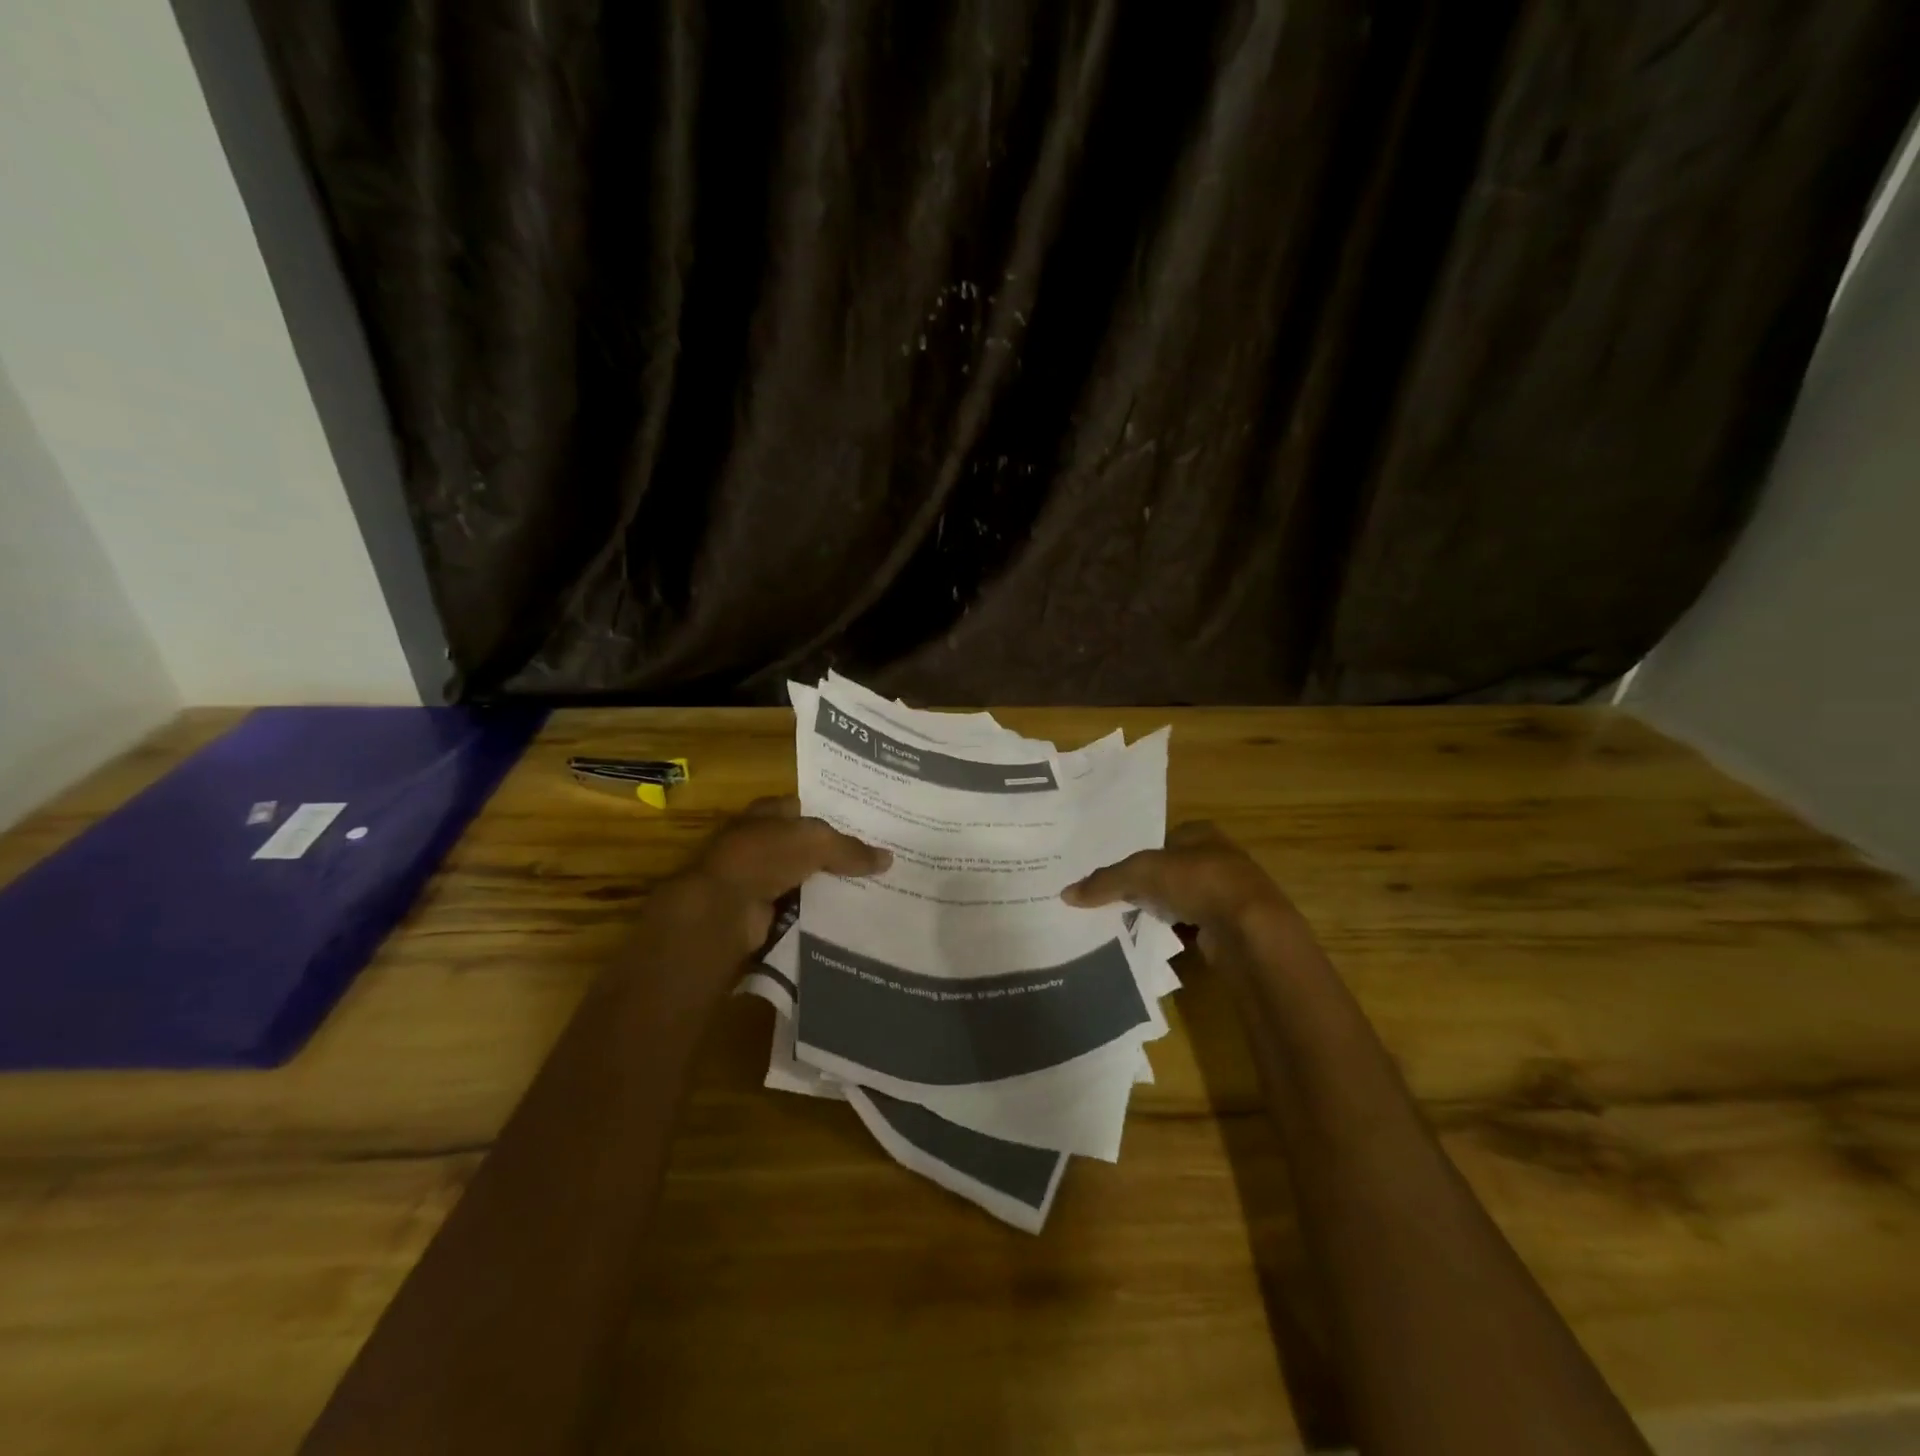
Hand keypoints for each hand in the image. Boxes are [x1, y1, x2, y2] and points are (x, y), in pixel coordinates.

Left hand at [670, 796, 890, 953]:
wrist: (722, 909)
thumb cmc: (764, 856)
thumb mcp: (816, 842)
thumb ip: (850, 849)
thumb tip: (889, 858)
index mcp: (766, 814)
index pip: (802, 808)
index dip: (830, 813)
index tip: (863, 825)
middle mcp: (760, 843)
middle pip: (804, 846)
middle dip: (833, 854)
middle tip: (875, 862)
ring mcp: (758, 879)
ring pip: (803, 880)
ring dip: (826, 887)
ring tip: (871, 892)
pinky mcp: (761, 913)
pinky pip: (798, 910)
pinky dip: (816, 915)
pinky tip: (846, 918)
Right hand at [1061, 821, 1294, 947]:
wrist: (1251, 930)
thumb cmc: (1198, 881)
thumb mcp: (1141, 873)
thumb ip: (1105, 881)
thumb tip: (1066, 893)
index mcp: (1201, 833)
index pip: (1161, 839)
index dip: (1137, 855)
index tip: (1112, 874)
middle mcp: (1218, 858)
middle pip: (1170, 870)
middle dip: (1146, 884)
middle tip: (1113, 898)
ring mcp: (1227, 894)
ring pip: (1181, 899)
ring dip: (1161, 909)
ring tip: (1127, 921)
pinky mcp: (1230, 926)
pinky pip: (1192, 926)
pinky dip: (1175, 932)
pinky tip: (1154, 940)